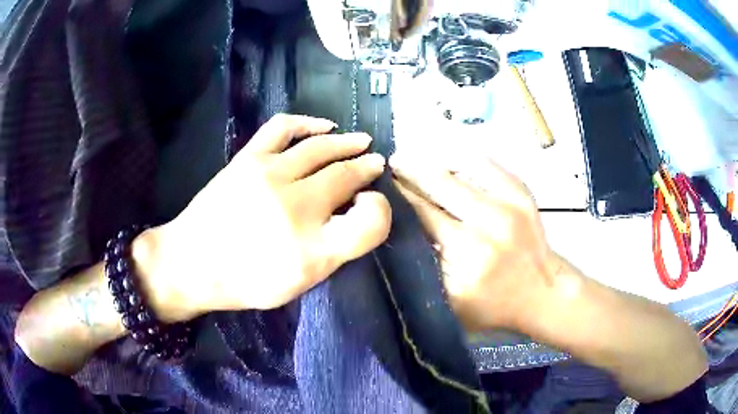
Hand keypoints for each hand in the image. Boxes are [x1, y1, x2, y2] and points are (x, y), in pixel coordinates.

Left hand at [138, 114, 390, 321]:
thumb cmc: (246, 282)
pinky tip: (325, 126)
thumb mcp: (298, 285)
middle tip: (375, 164)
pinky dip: (309, 123)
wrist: (192, 264)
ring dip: (348, 143)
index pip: (370, 223)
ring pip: (323, 148)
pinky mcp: (248, 158)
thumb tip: (353, 213)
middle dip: (368, 168)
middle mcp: (296, 208)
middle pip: (348, 176)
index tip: (371, 204)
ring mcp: (270, 176)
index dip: (381, 211)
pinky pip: (285, 127)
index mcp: (313, 251)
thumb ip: (332, 252)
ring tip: (362, 142)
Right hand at [389, 153, 558, 330]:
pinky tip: (447, 160)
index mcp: (466, 256)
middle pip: (437, 186)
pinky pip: (485, 163)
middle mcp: (487, 225)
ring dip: (431, 162)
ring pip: (459, 169)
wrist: (542, 292)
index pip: (421, 215)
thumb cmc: (493, 306)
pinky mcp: (521, 193)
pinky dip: (461, 158)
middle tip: (390, 163)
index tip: (380, 188)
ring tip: (412, 158)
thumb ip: (424, 270)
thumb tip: (397, 231)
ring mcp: (508, 204)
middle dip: (409, 172)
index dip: (398, 198)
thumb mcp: (450, 303)